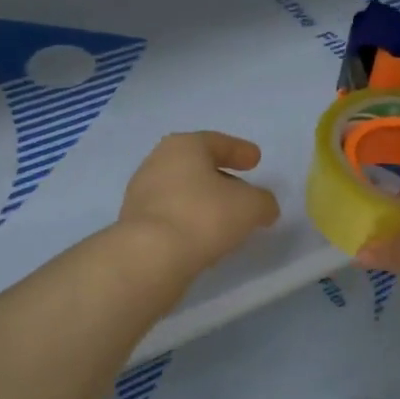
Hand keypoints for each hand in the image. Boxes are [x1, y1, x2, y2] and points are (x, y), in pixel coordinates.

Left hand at [119, 131, 280, 277]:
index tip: (255, 160)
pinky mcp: (135, 225)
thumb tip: (264, 207)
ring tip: (226, 220)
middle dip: (221, 178)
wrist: (150, 257)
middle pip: (196, 167)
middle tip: (243, 191)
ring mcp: (141, 195)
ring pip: (183, 193)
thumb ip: (263, 202)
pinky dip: (190, 222)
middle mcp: (157, 163)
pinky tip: (205, 239)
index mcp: (183, 147)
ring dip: (204, 203)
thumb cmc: (204, 216)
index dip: (239, 150)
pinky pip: (171, 217)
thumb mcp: (250, 206)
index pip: (216, 142)